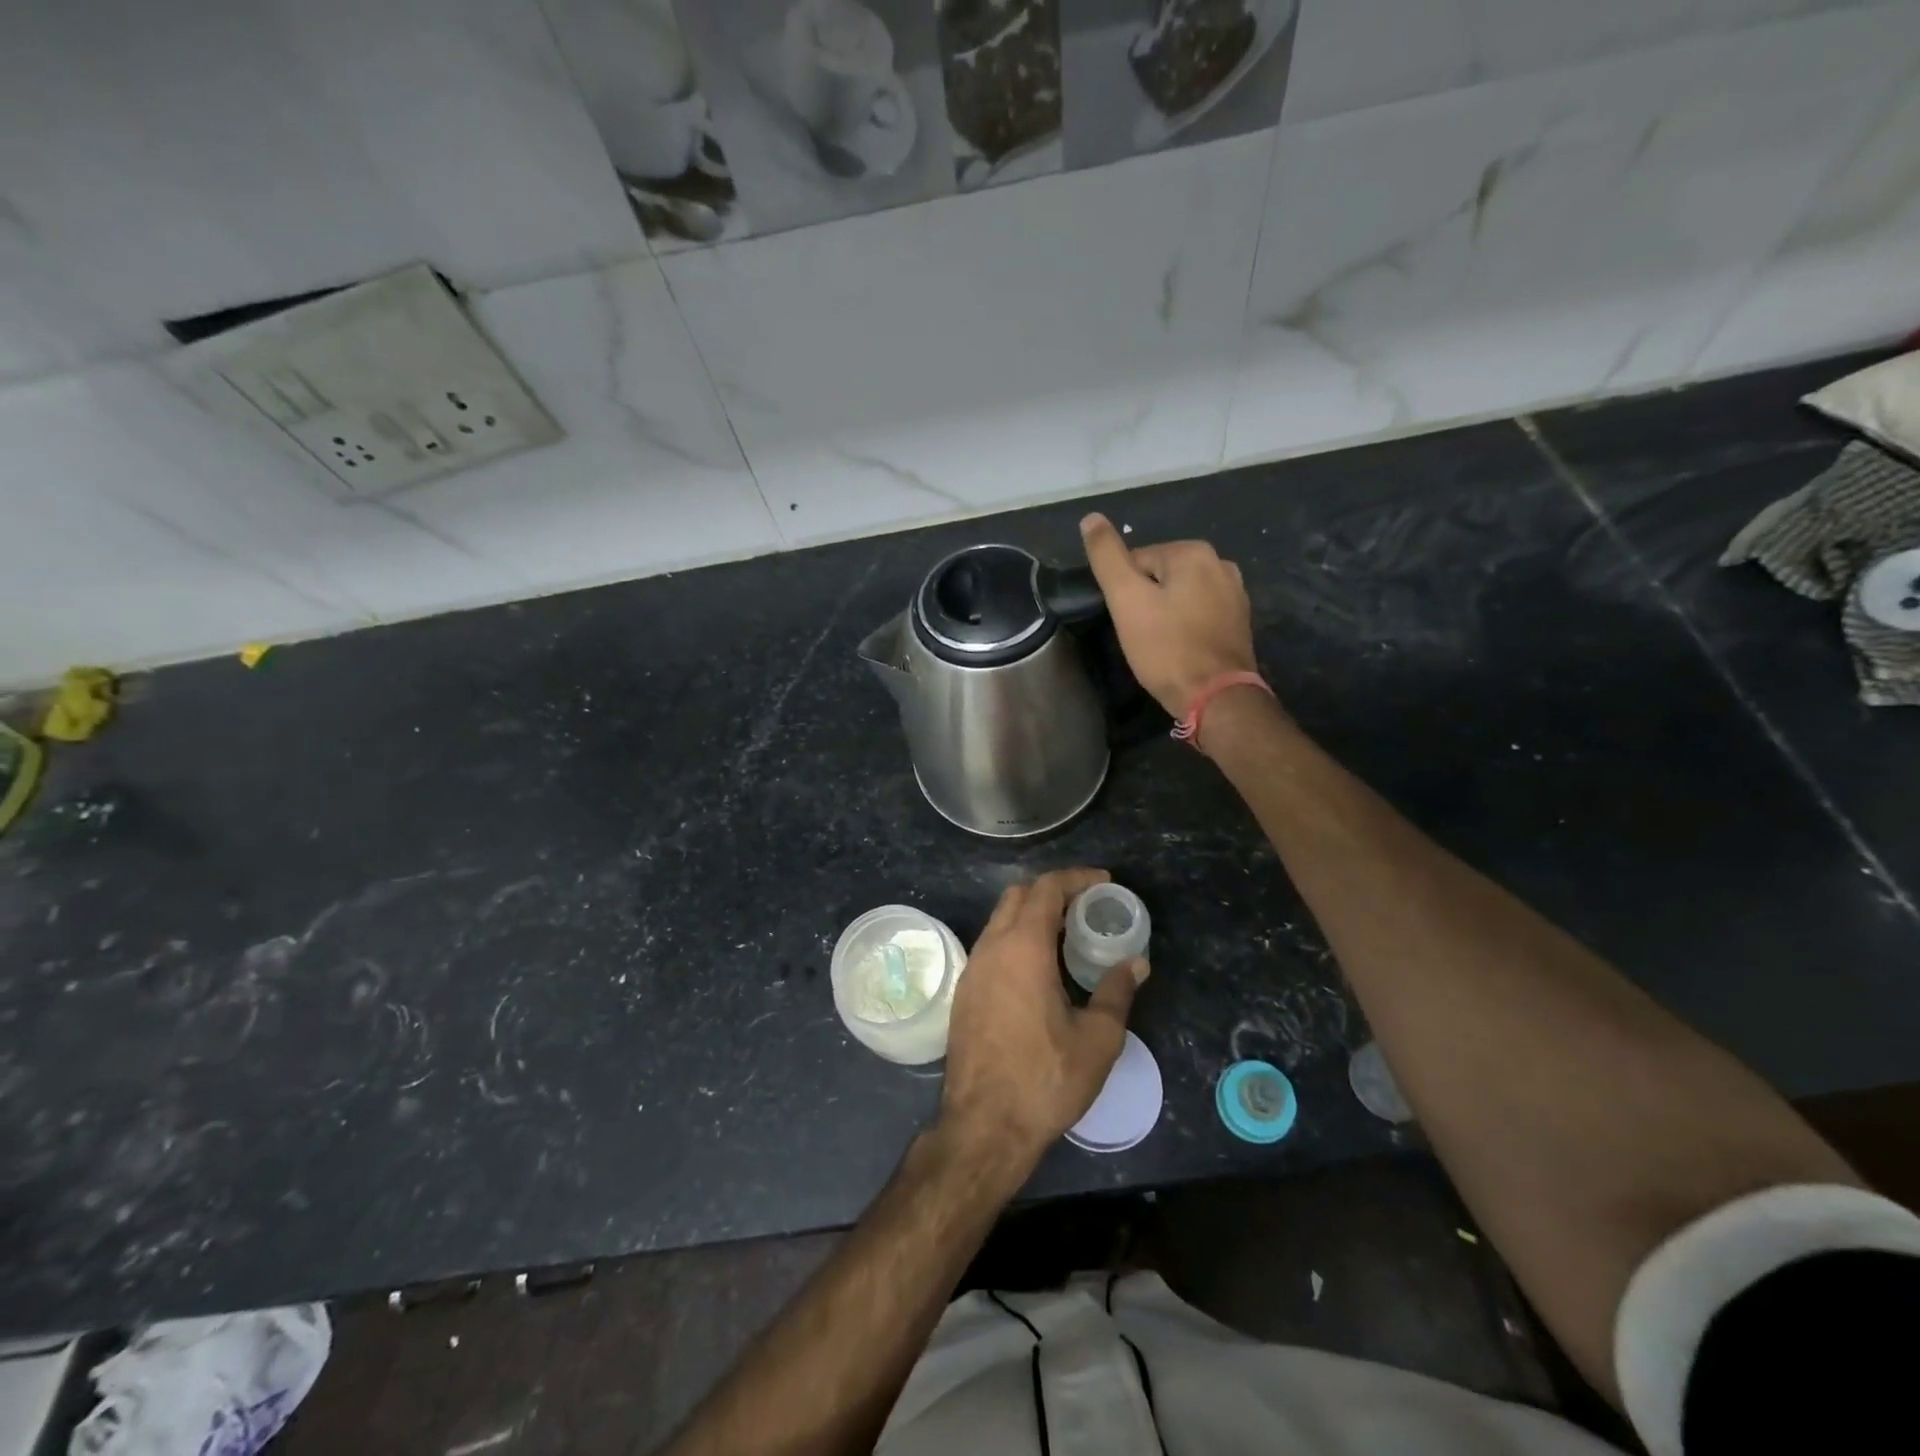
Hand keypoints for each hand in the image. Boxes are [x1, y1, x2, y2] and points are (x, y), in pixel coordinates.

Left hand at [938, 868, 1147, 1173]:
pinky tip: (1039, 967)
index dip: (1077, 878)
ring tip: (1067, 934)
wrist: (984, 1126)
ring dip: (1032, 914)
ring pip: (1000, 919)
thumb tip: (1135, 963)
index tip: (1104, 882)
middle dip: (1053, 890)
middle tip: (1087, 906)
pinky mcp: (964, 992)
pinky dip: (1016, 938)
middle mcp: (991, 948)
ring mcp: (972, 969)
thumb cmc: (1045, 1080)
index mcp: (1023, 948)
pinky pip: (991, 945)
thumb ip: (1116, 992)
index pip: (1046, 889)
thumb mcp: (1097, 1039)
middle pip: (1019, 896)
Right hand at [1080, 513, 1258, 718]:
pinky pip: (1199, 613)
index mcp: (1193, 552)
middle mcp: (1221, 563)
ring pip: (1180, 595)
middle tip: (1140, 635)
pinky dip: (1185, 626)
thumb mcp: (1126, 600)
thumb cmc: (1166, 648)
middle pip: (1160, 576)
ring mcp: (1235, 593)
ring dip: (1165, 613)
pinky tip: (1179, 648)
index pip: (1137, 560)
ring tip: (1158, 644)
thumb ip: (1107, 557)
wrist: (1216, 697)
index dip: (1123, 592)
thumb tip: (1091, 518)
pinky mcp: (1239, 621)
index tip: (1126, 621)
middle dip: (1145, 601)